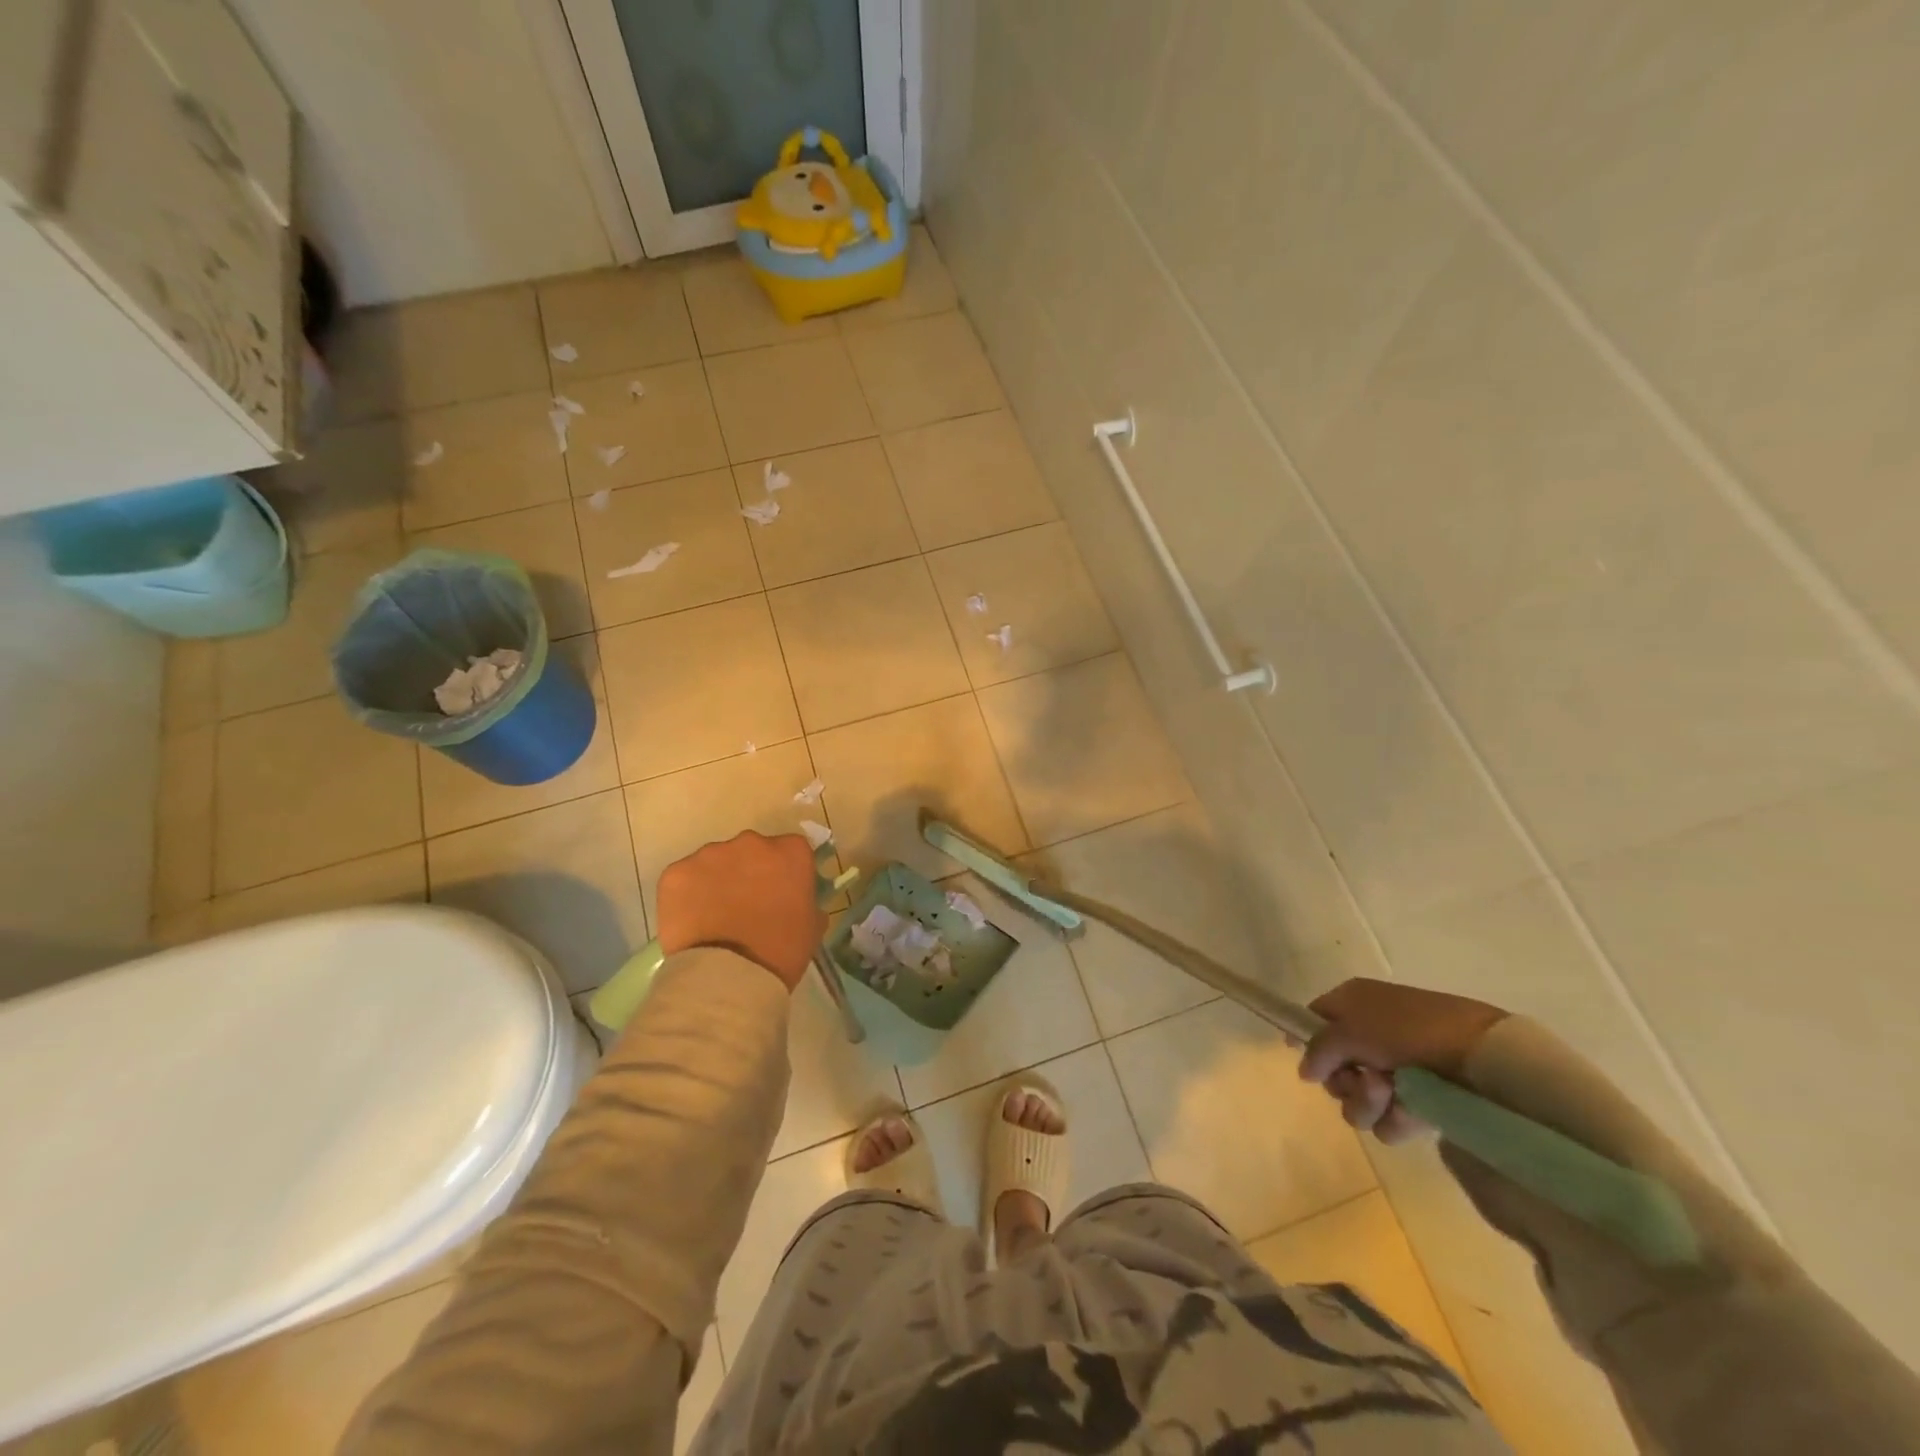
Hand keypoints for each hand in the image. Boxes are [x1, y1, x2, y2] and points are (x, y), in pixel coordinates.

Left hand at [656, 831, 824, 991]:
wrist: (729, 977)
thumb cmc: (781, 952)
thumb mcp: (812, 926)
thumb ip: (807, 901)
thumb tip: (796, 899)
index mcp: (791, 852)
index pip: (792, 851)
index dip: (785, 872)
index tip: (781, 893)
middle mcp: (751, 842)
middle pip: (752, 850)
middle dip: (750, 871)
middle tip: (746, 905)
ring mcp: (710, 854)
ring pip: (716, 862)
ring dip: (718, 881)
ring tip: (715, 917)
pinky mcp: (677, 872)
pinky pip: (685, 878)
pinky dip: (687, 894)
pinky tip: (692, 921)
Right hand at [1298, 979, 1508, 1144]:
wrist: (1481, 1056)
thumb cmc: (1408, 1030)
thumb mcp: (1350, 1029)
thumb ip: (1319, 1049)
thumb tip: (1305, 1071)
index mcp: (1354, 1005)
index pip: (1315, 1019)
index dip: (1306, 1040)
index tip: (1307, 1064)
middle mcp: (1371, 1035)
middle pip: (1335, 1069)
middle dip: (1343, 1081)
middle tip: (1362, 1078)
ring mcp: (1396, 1070)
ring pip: (1358, 1099)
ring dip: (1367, 1101)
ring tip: (1390, 1094)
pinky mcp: (1419, 1102)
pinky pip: (1388, 1120)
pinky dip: (1394, 1119)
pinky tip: (1410, 1112)